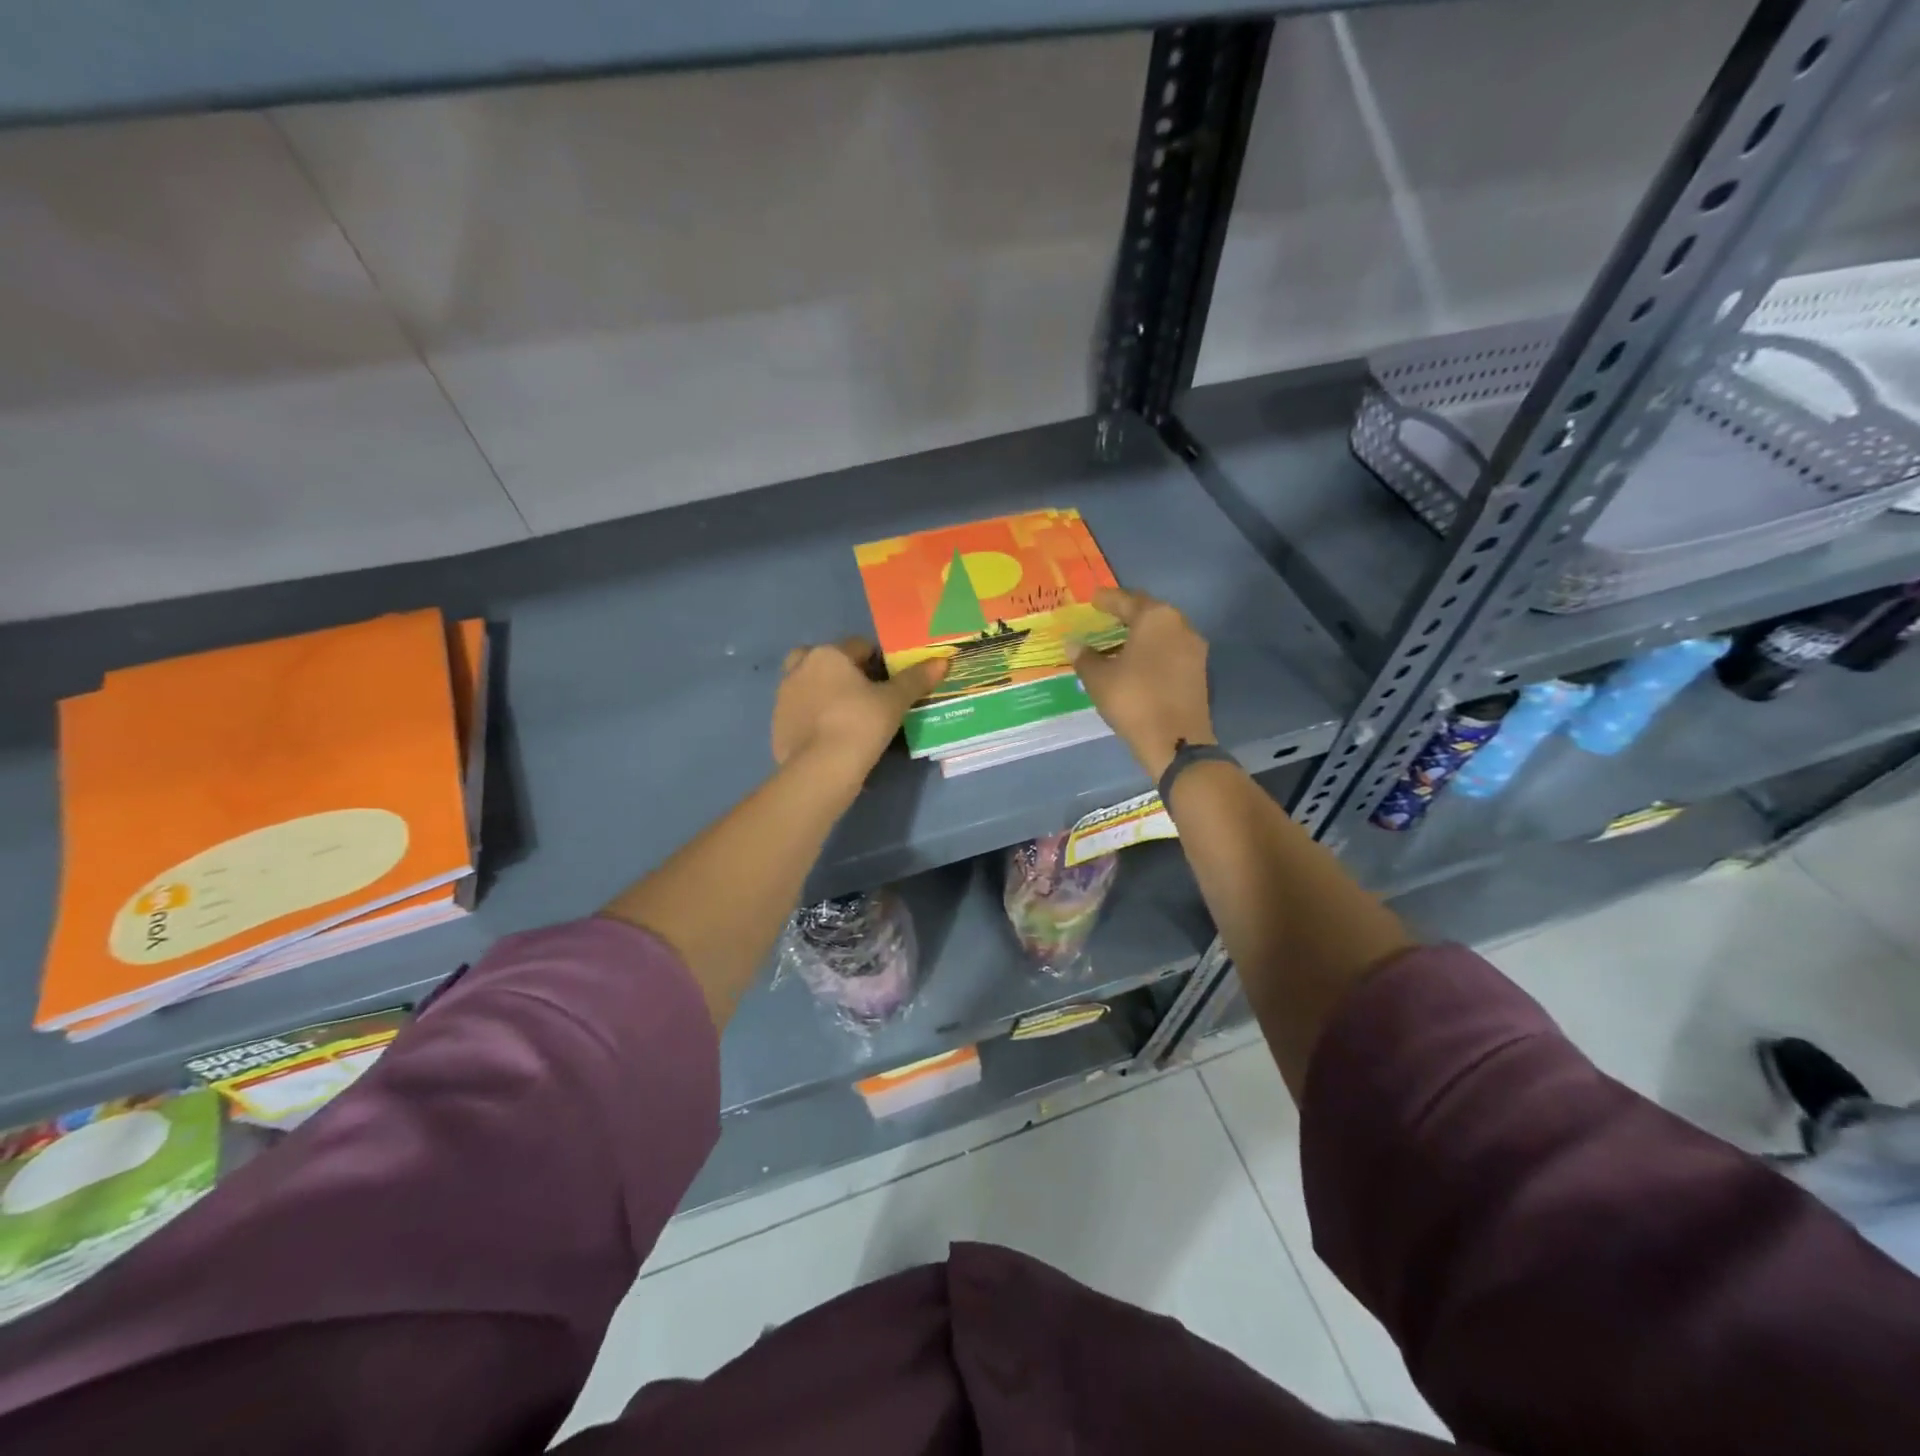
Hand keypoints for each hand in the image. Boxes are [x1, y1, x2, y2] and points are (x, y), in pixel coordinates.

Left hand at [772, 638, 947, 787]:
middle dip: (842, 672)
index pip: (859, 646)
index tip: (889, 683)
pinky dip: (813, 718)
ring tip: (848, 718)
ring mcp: (783, 696)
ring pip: (808, 685)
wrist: (821, 769)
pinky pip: (800, 712)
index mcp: (828, 654)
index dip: (878, 661)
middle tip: (863, 696)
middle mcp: (800, 667)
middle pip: (825, 660)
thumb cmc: (861, 724)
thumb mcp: (895, 702)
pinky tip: (830, 737)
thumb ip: (916, 679)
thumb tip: (943, 660)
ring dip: (825, 693)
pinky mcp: (776, 724)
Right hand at [1068, 588, 1213, 780]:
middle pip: (1149, 612)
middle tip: (1106, 617)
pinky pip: (1171, 651)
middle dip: (1127, 614)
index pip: (1126, 600)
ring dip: (1141, 634)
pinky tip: (1137, 662)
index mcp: (1155, 618)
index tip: (1093, 599)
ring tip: (1118, 641)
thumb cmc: (1133, 700)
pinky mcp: (1199, 671)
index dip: (1107, 599)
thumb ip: (1085, 657)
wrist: (1176, 740)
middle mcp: (1180, 625)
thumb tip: (1073, 643)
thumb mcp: (1099, 679)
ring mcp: (1194, 648)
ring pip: (1162, 632)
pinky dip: (1153, 651)